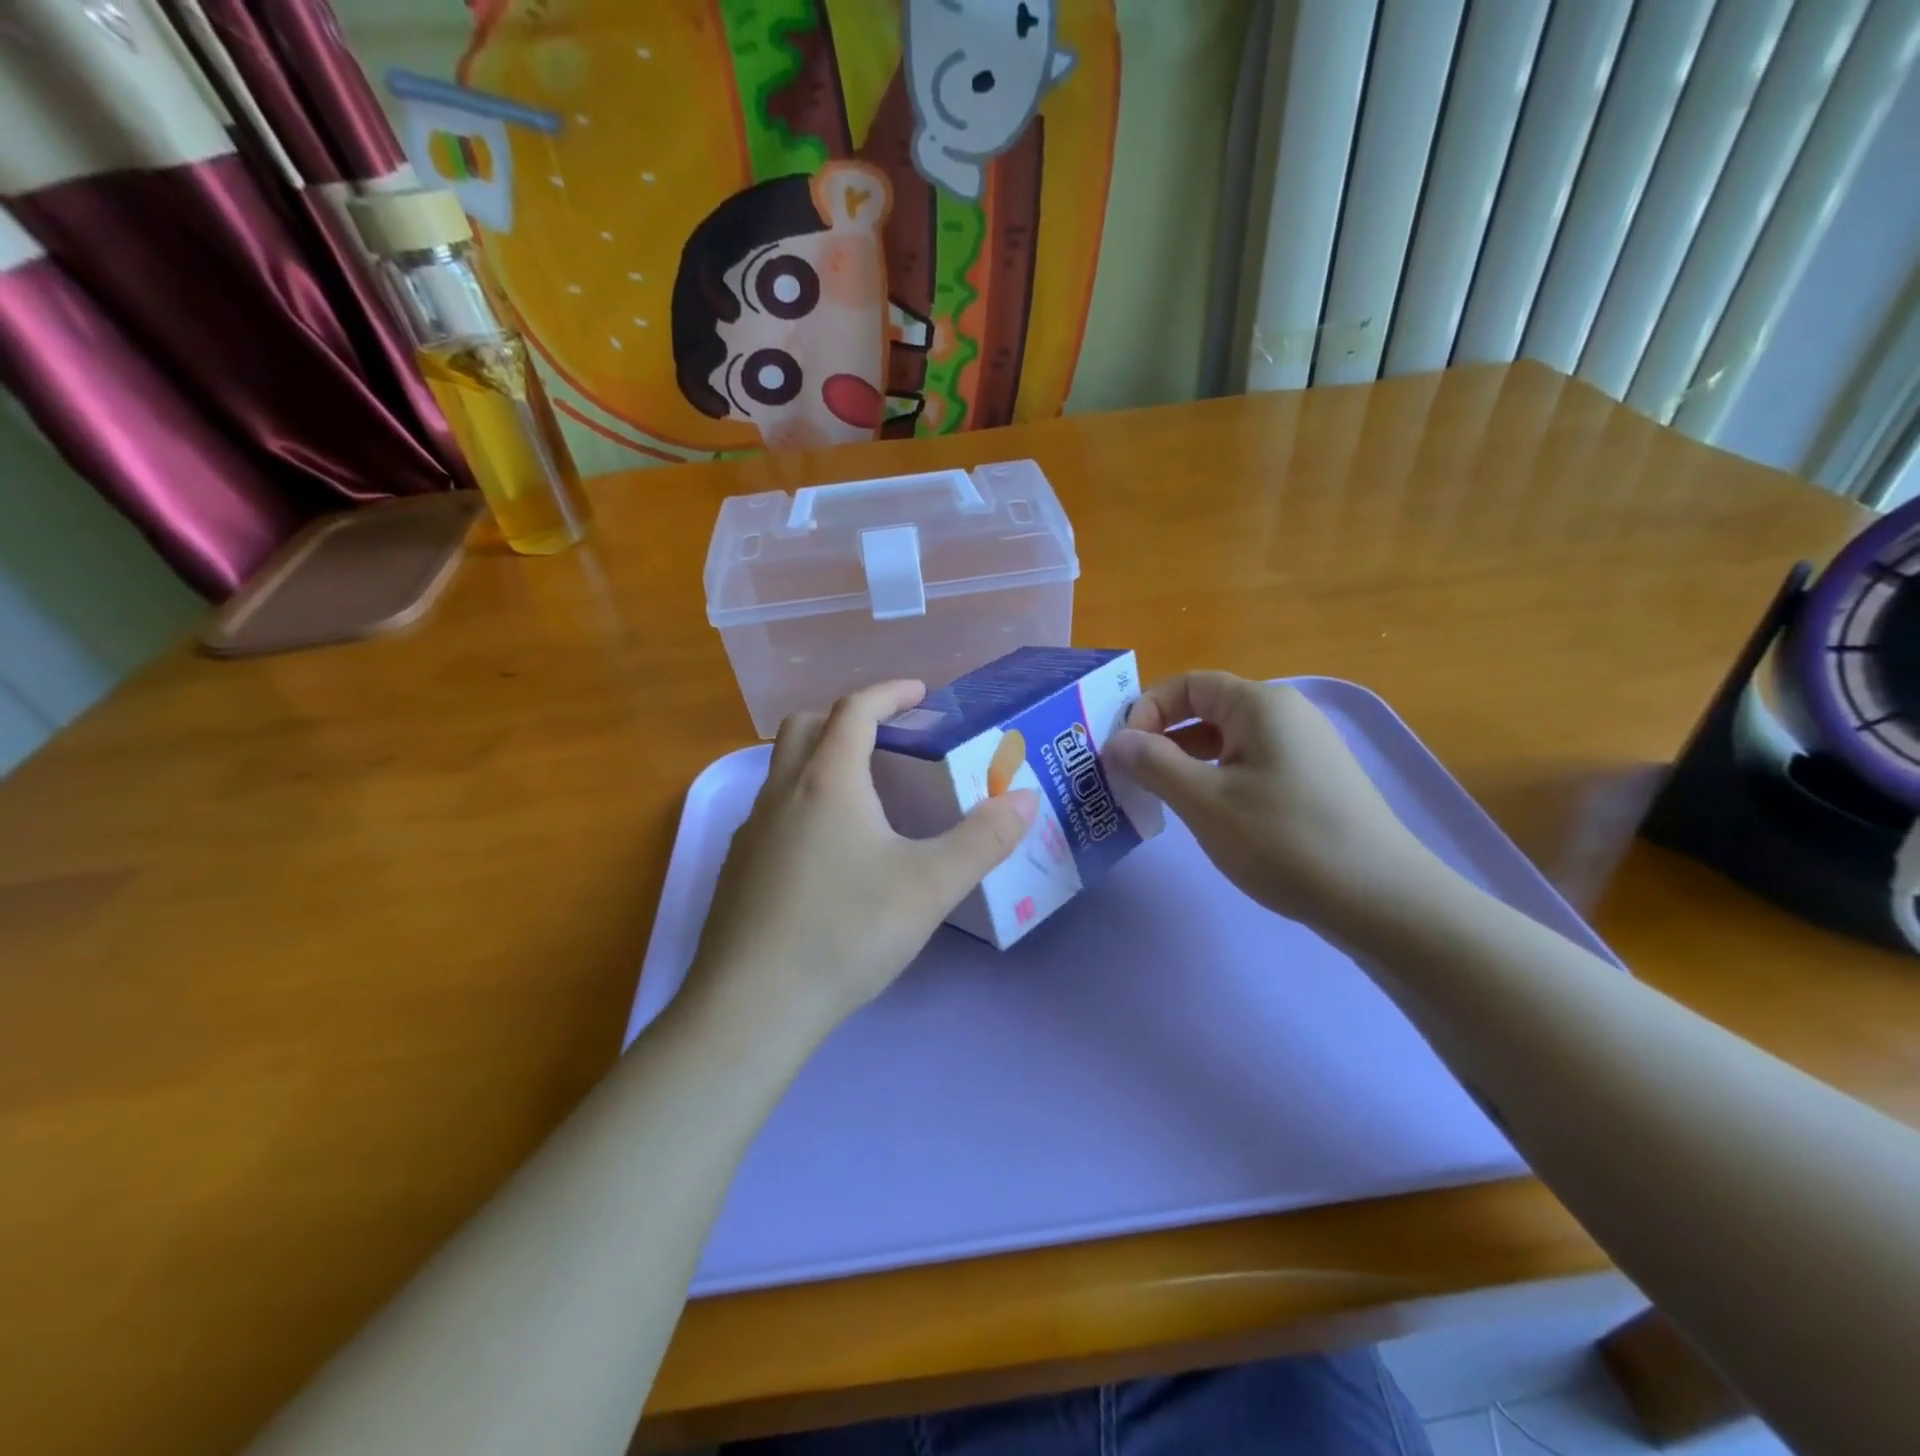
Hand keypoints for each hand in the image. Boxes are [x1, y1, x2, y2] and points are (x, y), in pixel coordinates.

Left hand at [686, 681, 1037, 1043]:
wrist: (753, 1006)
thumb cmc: (846, 932)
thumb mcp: (930, 886)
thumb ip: (983, 840)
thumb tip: (1025, 800)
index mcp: (828, 782)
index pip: (855, 710)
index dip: (890, 692)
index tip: (921, 693)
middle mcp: (781, 793)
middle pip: (806, 726)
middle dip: (848, 716)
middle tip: (890, 737)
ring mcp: (751, 831)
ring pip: (784, 769)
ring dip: (823, 759)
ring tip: (867, 794)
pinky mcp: (738, 868)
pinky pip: (772, 810)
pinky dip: (804, 802)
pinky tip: (830, 852)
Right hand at [1104, 672, 1436, 929]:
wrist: (1381, 901)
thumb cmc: (1285, 841)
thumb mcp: (1205, 801)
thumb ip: (1153, 764)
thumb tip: (1115, 740)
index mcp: (1260, 704)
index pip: (1187, 684)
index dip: (1146, 711)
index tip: (1122, 754)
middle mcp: (1284, 715)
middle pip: (1206, 709)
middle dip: (1162, 739)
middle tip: (1131, 779)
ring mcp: (1302, 749)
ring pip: (1225, 741)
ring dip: (1186, 762)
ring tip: (1161, 799)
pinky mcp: (1310, 782)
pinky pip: (1248, 765)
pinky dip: (1216, 780)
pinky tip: (1206, 815)